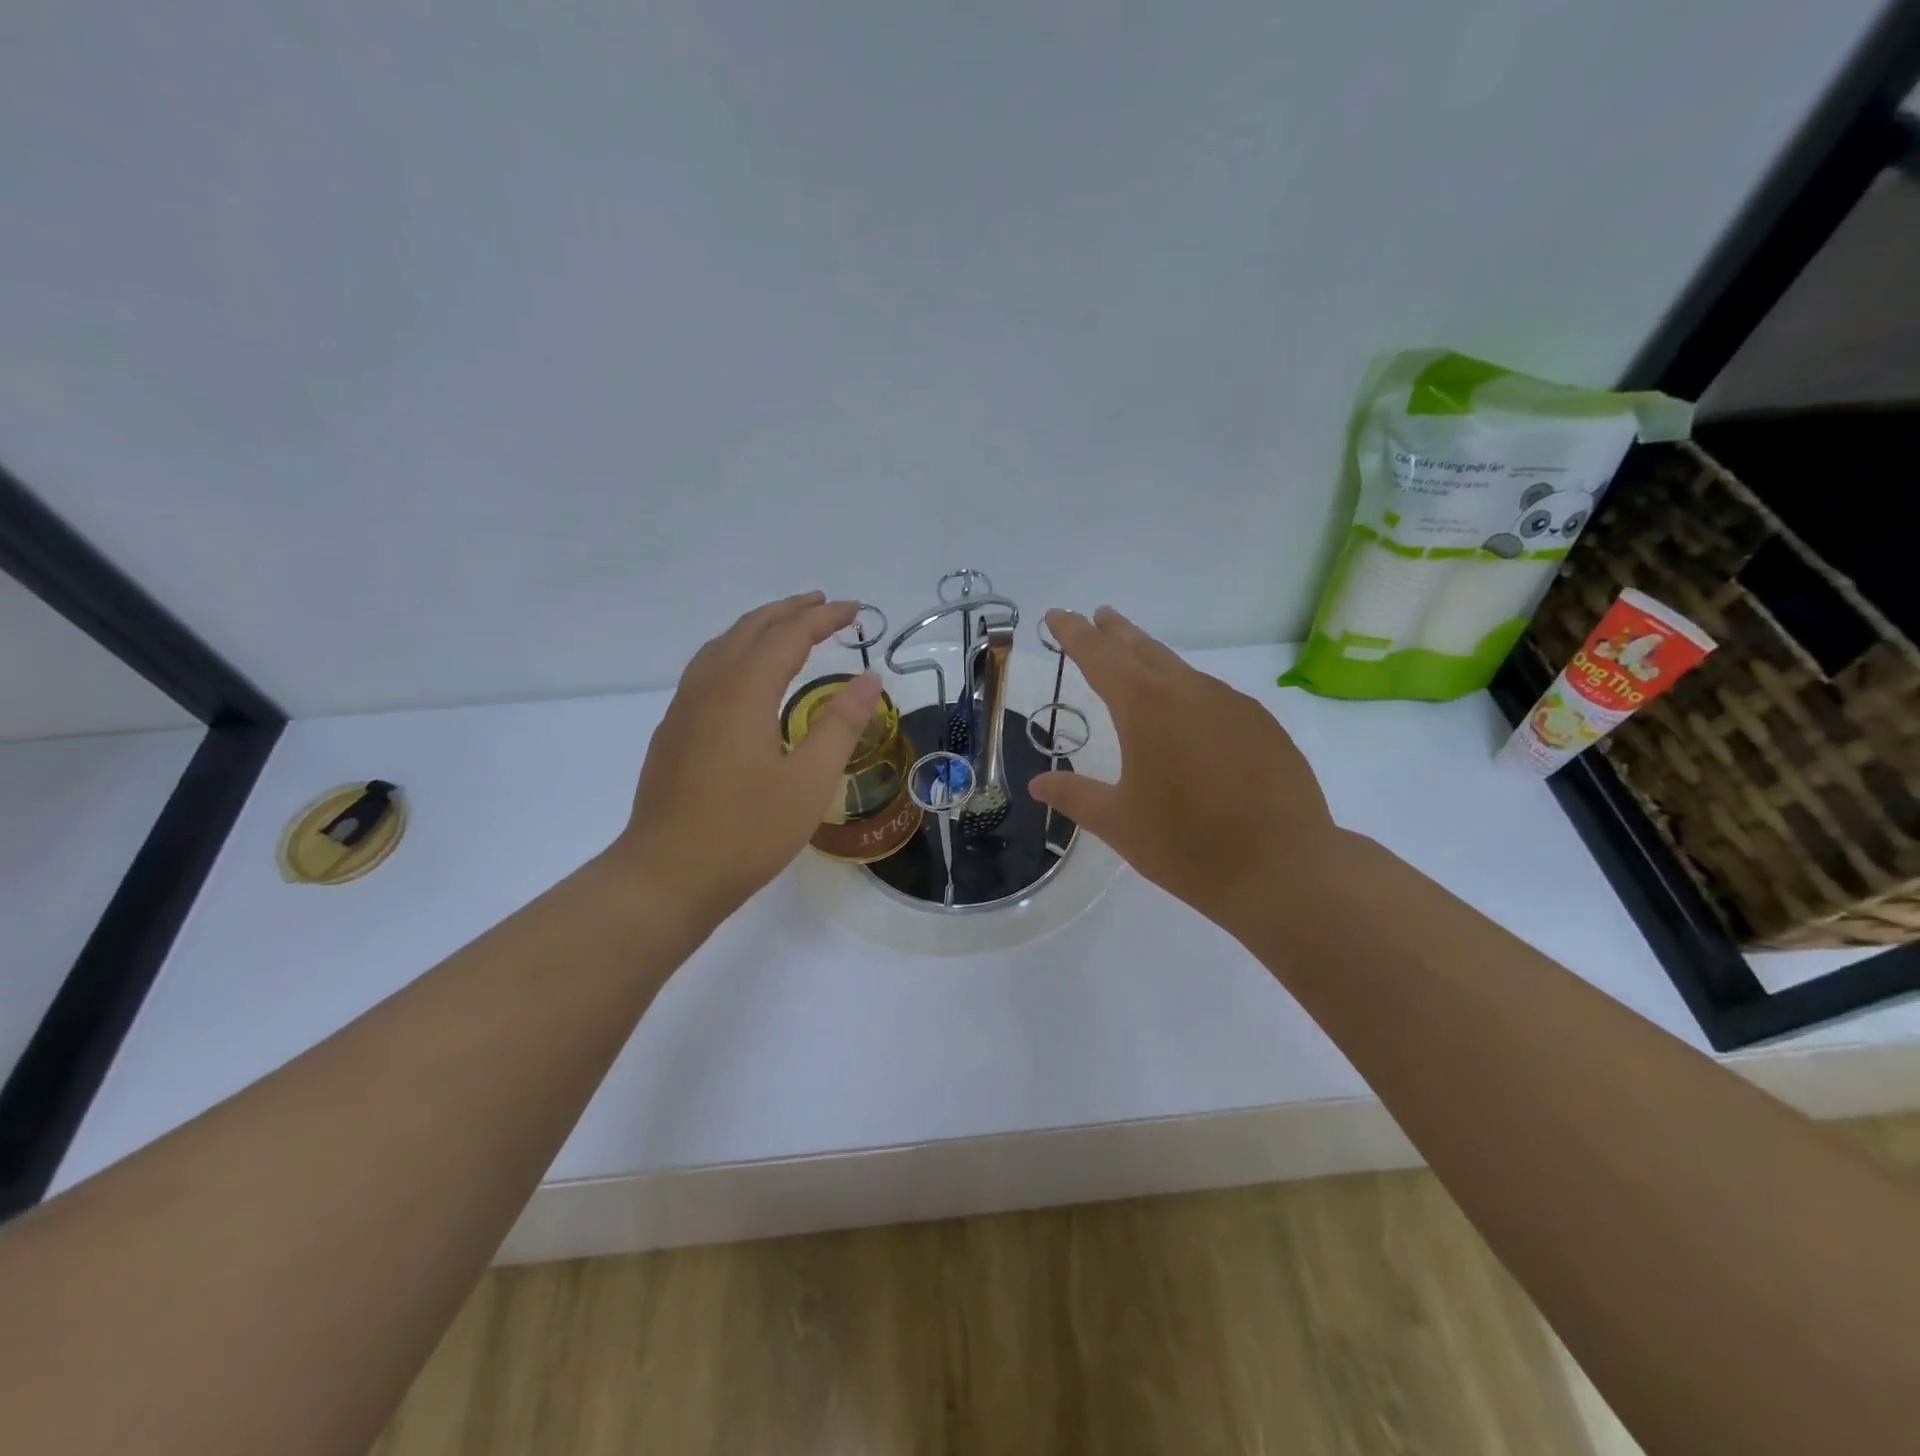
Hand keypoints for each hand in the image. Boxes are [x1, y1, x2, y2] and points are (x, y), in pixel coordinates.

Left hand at [610, 592, 882, 931]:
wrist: (667, 876)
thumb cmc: (747, 832)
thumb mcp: (809, 781)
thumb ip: (840, 725)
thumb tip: (868, 679)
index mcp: (744, 691)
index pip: (789, 636)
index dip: (823, 618)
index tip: (855, 610)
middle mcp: (708, 687)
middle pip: (750, 629)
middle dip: (789, 611)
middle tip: (825, 605)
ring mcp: (684, 709)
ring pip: (721, 646)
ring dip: (758, 627)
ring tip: (787, 627)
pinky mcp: (673, 731)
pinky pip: (706, 669)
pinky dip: (735, 651)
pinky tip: (745, 675)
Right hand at [1028, 607, 1339, 933]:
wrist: (1284, 868)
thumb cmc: (1187, 845)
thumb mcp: (1118, 823)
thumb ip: (1075, 796)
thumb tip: (1037, 785)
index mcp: (1144, 708)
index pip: (1099, 656)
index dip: (1073, 633)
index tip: (1057, 614)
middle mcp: (1188, 692)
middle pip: (1143, 649)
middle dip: (1115, 632)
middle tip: (1098, 616)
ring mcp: (1231, 704)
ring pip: (1181, 670)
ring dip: (1153, 660)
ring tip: (1138, 661)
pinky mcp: (1262, 724)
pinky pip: (1214, 696)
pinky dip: (1189, 692)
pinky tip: (1189, 716)